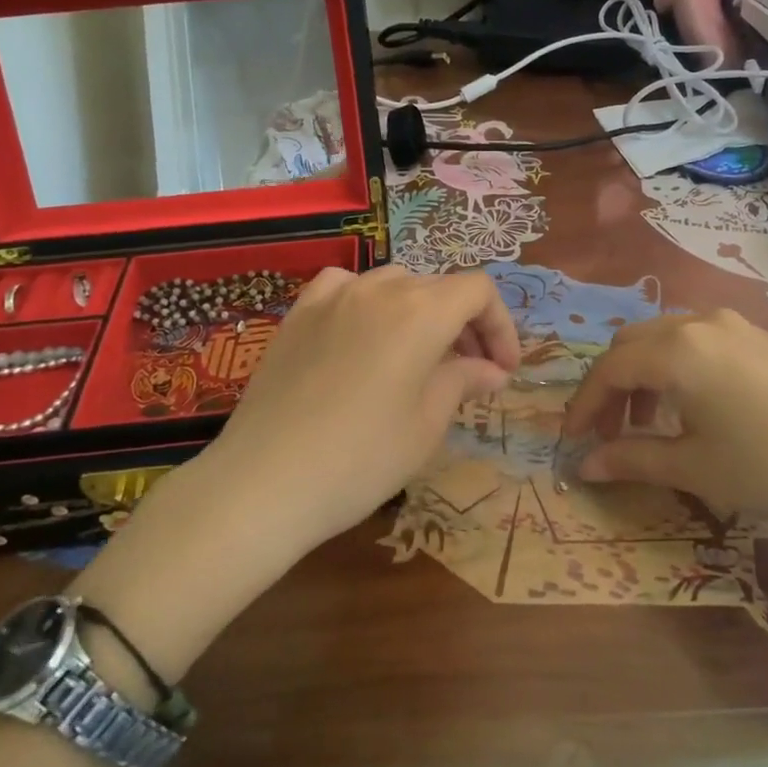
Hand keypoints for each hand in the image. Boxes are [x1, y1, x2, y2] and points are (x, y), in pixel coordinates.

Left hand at [201, 265, 520, 553]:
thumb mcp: (426, 425)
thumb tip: (491, 370)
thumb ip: (463, 381)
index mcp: (421, 312)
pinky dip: (367, 302)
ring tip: (420, 357)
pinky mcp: (297, 314)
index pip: (478, 291)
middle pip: (438, 287)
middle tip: (471, 372)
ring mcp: (332, 297)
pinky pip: (343, 287)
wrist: (264, 482)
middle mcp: (379, 289)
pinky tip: (363, 333)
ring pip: (393, 284)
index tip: (503, 370)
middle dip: (465, 324)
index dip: (500, 326)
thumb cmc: (361, 459)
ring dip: (420, 312)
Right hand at [562, 309, 767, 540]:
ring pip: (669, 337)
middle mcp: (703, 323)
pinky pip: (705, 342)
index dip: (583, 405)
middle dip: (612, 386)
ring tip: (653, 423)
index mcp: (677, 350)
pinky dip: (681, 368)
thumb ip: (630, 459)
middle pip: (633, 343)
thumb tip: (584, 465)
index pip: (609, 369)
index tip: (571, 441)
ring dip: (646, 374)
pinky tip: (701, 408)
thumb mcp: (694, 469)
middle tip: (610, 433)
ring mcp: (741, 326)